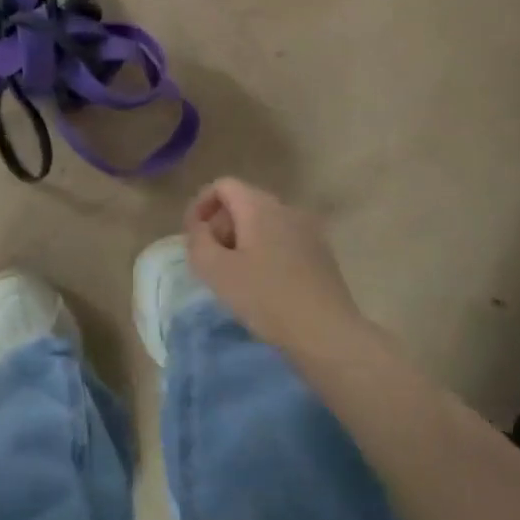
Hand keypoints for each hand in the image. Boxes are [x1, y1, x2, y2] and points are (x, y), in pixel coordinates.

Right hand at [183, 178, 361, 350]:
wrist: (327, 334)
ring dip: (242, 241)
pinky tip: (264, 285)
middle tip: (211, 260)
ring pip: (264, 223)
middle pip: (244, 202)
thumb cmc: (265, 298)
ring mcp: (308, 230)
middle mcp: (286, 209)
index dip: (200, 205)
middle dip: (221, 225)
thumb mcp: (215, 270)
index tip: (193, 236)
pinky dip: (265, 252)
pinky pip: (283, 240)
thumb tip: (201, 228)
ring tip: (235, 276)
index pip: (223, 185)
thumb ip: (198, 240)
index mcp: (259, 206)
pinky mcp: (321, 253)